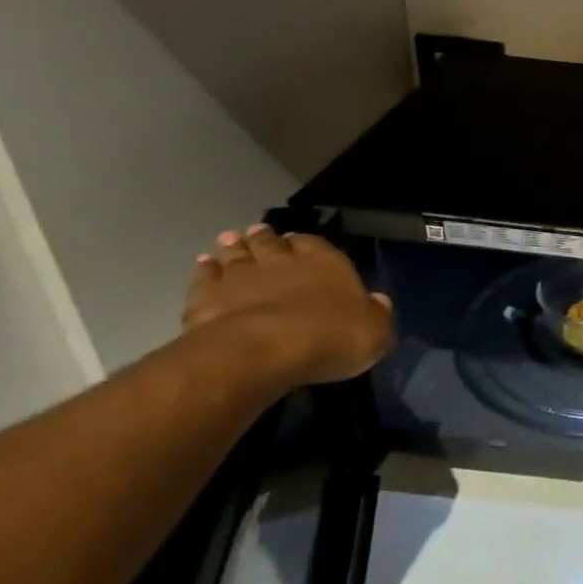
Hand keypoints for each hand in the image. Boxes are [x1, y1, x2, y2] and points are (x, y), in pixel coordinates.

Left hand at [183, 224, 392, 385]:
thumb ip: (376, 314)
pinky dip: (205, 269)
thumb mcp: (375, 332)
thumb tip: (378, 301)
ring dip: (233, 247)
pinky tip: (204, 265)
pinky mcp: (207, 297)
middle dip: (265, 237)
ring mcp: (240, 277)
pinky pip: (205, 277)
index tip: (296, 241)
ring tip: (229, 240)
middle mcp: (282, 262)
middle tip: (258, 232)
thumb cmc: (331, 338)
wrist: (264, 350)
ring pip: (235, 254)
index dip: (305, 243)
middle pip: (270, 244)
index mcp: (326, 264)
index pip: (315, 244)